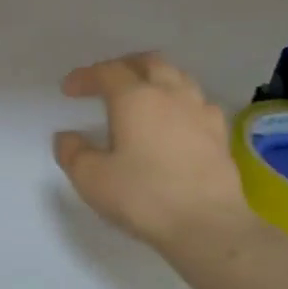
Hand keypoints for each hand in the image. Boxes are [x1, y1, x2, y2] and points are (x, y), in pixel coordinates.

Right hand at [55, 53, 259, 258]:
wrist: (207, 225)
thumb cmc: (143, 196)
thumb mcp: (91, 178)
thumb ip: (73, 153)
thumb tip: (67, 137)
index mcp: (135, 98)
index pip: (107, 72)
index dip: (85, 76)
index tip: (69, 89)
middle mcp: (171, 94)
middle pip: (148, 63)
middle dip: (124, 66)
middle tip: (107, 81)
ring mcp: (200, 112)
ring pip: (178, 77)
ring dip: (155, 79)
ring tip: (142, 95)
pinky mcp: (220, 134)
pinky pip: (198, 103)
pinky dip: (180, 102)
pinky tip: (176, 120)